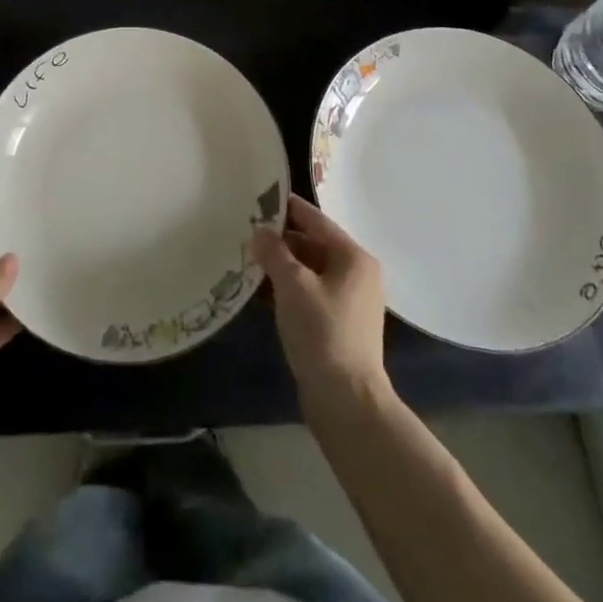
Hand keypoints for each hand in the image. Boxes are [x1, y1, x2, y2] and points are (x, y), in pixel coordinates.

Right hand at [253, 194, 389, 419]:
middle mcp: (356, 274)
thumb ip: (274, 252)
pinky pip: (310, 294)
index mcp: (353, 257)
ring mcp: (349, 302)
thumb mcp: (292, 285)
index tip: (258, 199)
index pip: (315, 220)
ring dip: (282, 266)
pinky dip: (289, 289)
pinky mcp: (339, 326)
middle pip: (313, 245)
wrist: (347, 402)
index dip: (287, 208)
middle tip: (246, 232)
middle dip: (281, 240)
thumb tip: (259, 232)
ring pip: (310, 271)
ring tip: (248, 259)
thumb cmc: (322, 332)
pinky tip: (262, 292)